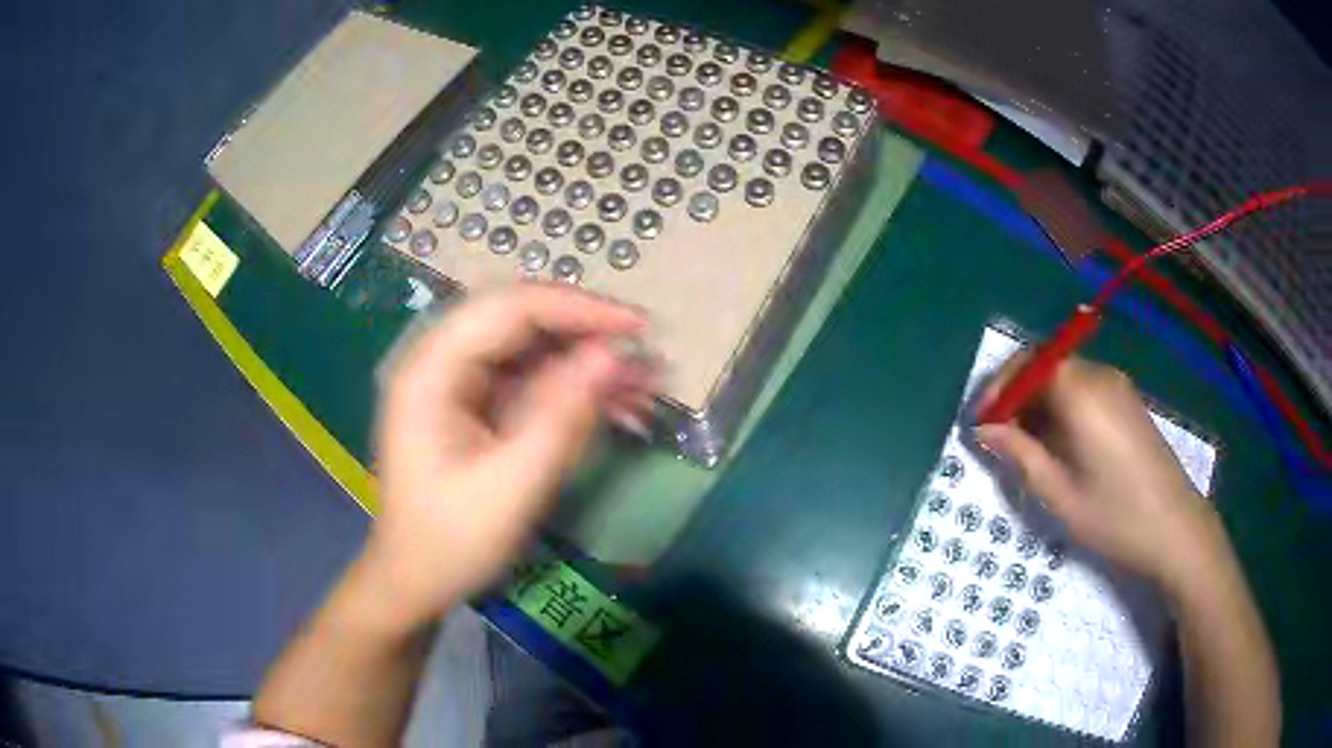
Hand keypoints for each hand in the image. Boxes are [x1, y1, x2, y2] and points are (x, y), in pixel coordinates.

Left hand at [364, 284, 652, 625]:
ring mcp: (457, 382)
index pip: (508, 309)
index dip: (577, 308)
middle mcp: (440, 361)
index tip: (638, 328)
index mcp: (431, 371)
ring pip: (531, 347)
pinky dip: (573, 389)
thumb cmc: (452, 542)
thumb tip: (614, 355)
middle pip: (520, 319)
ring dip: (586, 362)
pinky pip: (530, 380)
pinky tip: (618, 406)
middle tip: (645, 352)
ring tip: (644, 386)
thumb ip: (563, 416)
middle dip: (586, 331)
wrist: (416, 582)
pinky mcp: (475, 404)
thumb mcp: (513, 485)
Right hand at [973, 355, 1226, 590]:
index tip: (979, 423)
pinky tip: (1059, 443)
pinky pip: (1084, 388)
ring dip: (1038, 401)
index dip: (998, 389)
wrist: (1174, 527)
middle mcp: (1099, 375)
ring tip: (1025, 445)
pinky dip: (1061, 406)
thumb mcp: (1060, 494)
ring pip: (1064, 376)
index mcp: (1081, 392)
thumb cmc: (1114, 516)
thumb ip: (1020, 454)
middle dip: (1016, 394)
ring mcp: (1117, 386)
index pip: (1028, 364)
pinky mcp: (1128, 401)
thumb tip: (984, 429)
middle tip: (996, 434)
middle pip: (1046, 364)